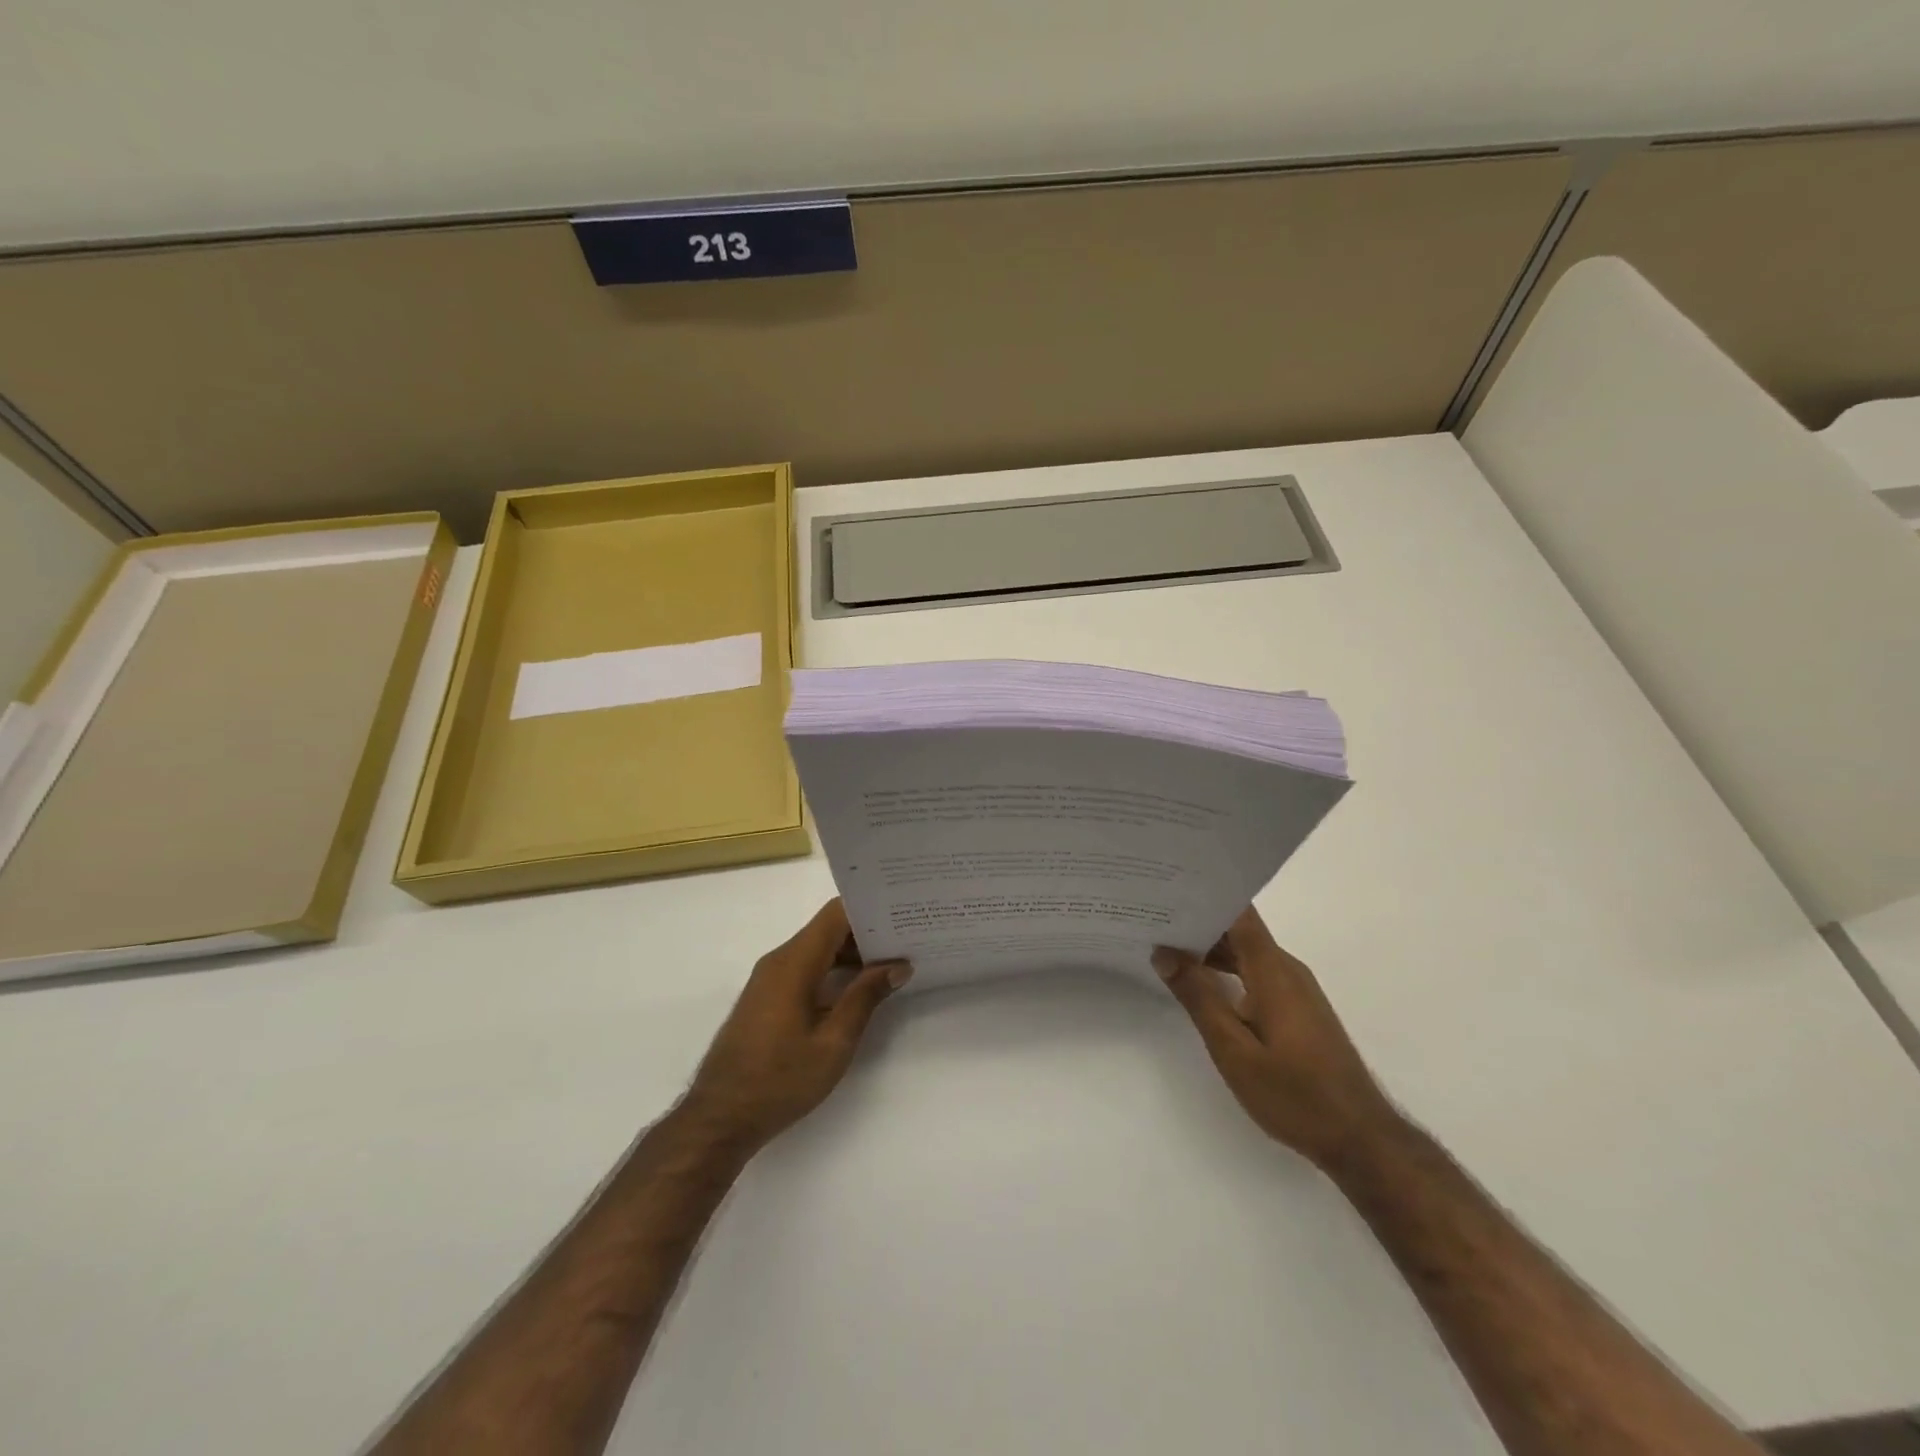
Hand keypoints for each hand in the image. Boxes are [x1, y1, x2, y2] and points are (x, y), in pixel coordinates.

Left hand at [682, 899, 910, 1152]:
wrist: (720, 1118)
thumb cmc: (780, 1080)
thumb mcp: (833, 1043)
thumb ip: (865, 997)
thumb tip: (897, 965)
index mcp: (794, 962)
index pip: (836, 914)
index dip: (870, 910)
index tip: (902, 915)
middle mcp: (779, 960)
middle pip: (828, 929)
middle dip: (867, 933)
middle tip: (908, 940)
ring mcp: (769, 979)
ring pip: (817, 950)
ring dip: (852, 955)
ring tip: (893, 964)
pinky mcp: (767, 998)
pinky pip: (806, 968)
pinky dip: (834, 970)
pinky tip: (859, 989)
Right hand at [1154, 906, 1396, 1168]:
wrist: (1360, 1138)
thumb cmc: (1295, 1094)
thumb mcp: (1233, 1050)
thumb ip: (1198, 998)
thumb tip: (1164, 953)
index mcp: (1272, 970)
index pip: (1239, 913)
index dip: (1205, 895)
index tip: (1167, 889)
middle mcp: (1286, 969)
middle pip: (1238, 930)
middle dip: (1197, 922)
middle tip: (1151, 918)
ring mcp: (1294, 989)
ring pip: (1246, 953)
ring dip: (1209, 949)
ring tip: (1165, 947)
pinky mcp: (1296, 1008)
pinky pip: (1255, 973)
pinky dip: (1226, 971)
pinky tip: (1200, 984)